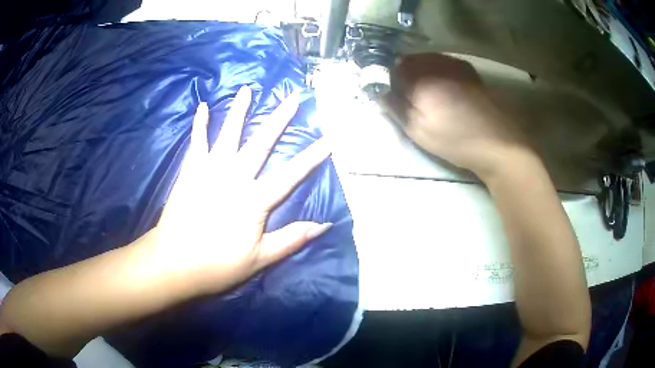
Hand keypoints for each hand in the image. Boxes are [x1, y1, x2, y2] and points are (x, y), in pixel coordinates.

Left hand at [154, 86, 331, 295]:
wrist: (174, 261)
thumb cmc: (217, 264)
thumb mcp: (259, 259)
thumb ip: (291, 239)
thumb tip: (324, 225)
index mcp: (254, 200)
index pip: (290, 175)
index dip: (311, 157)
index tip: (329, 139)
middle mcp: (234, 177)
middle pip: (261, 143)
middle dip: (279, 119)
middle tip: (292, 98)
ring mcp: (210, 170)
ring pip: (229, 134)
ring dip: (240, 111)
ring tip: (248, 90)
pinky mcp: (190, 171)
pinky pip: (197, 142)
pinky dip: (200, 124)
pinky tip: (204, 106)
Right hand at [384, 53, 531, 179]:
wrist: (498, 143)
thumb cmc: (456, 139)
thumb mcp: (418, 130)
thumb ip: (395, 107)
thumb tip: (379, 92)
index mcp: (420, 76)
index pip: (393, 69)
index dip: (389, 82)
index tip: (394, 99)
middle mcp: (437, 63)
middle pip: (410, 61)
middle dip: (405, 76)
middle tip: (410, 99)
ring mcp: (456, 65)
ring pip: (428, 61)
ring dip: (422, 73)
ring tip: (429, 97)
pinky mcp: (470, 72)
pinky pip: (445, 65)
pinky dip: (439, 73)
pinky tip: (446, 92)